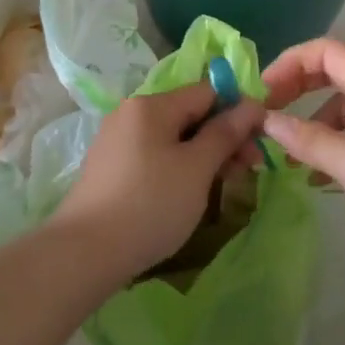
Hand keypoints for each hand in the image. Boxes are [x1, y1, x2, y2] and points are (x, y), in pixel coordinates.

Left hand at [53, 83, 265, 282]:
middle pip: (189, 114)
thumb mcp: (197, 168)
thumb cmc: (150, 204)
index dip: (237, 111)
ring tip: (225, 184)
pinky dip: (178, 167)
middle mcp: (131, 113)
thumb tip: (251, 104)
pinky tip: (190, 192)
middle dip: (223, 137)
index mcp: (151, 104)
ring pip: (173, 137)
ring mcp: (117, 140)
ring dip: (204, 154)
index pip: (207, 92)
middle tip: (250, 169)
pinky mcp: (110, 167)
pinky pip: (154, 155)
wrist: (85, 252)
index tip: (259, 142)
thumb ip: (225, 133)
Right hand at [261, 39, 344, 245]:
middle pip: (334, 72)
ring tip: (295, 159)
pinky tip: (326, 177)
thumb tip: (267, 120)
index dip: (290, 62)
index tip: (265, 92)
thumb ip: (305, 139)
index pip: (325, 50)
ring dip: (316, 123)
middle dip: (298, 89)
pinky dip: (338, 141)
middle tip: (271, 114)